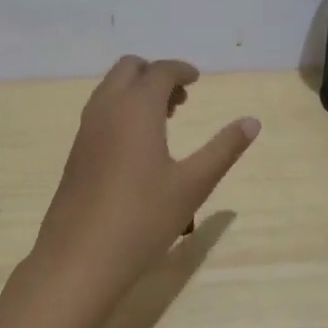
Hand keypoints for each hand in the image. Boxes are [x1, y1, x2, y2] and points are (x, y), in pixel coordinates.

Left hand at [27, 56, 260, 298]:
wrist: (79, 258)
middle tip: (180, 100)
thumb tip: (252, 121)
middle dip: (155, 74)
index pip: (160, 71)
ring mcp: (86, 130)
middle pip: (128, 69)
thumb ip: (224, 149)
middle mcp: (107, 108)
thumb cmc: (143, 217)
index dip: (181, 70)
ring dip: (136, 91)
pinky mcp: (76, 152)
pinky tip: (137, 146)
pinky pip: (100, 111)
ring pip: (110, 89)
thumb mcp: (193, 184)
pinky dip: (120, 109)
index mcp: (137, 108)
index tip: (197, 80)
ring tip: (164, 120)